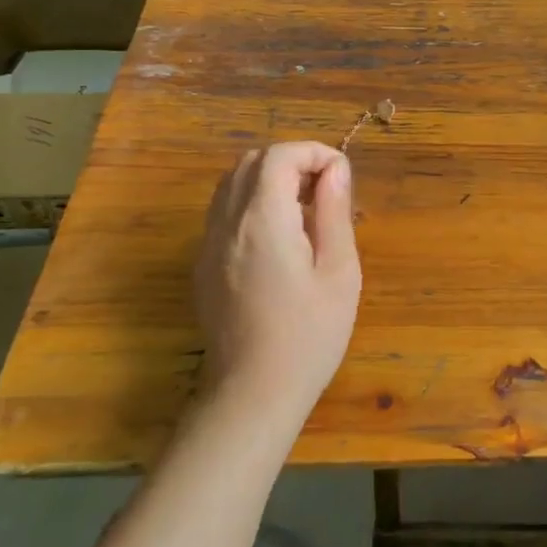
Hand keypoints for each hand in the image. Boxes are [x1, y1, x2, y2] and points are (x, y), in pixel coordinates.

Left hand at [193, 142, 360, 421]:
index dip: (314, 153)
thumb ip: (334, 212)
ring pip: (233, 183)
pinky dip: (252, 202)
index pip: (279, 156)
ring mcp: (208, 244)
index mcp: (262, 220)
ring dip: (270, 179)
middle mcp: (226, 223)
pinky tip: (280, 236)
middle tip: (327, 190)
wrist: (254, 393)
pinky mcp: (203, 264)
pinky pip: (224, 211)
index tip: (342, 177)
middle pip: (251, 161)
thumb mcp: (339, 271)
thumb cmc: (310, 334)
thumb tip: (336, 169)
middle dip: (292, 160)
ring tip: (306, 209)